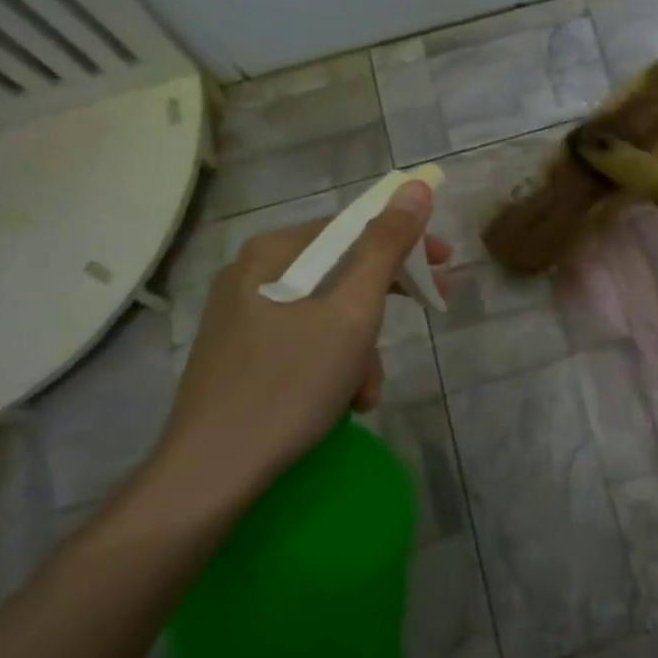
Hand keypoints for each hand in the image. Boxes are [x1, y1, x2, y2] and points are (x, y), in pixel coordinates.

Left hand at [147, 181, 449, 510]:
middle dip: (384, 305)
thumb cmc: (290, 384)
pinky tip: (344, 401)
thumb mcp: (351, 313)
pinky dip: (334, 365)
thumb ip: (386, 248)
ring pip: (326, 313)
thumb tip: (415, 186)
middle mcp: (252, 275)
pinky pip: (304, 342)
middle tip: (427, 315)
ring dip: (360, 349)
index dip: (406, 243)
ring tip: (368, 392)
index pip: (353, 228)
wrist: (213, 471)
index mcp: (273, 254)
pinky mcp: (241, 354)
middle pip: (340, 272)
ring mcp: (242, 316)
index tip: (445, 268)